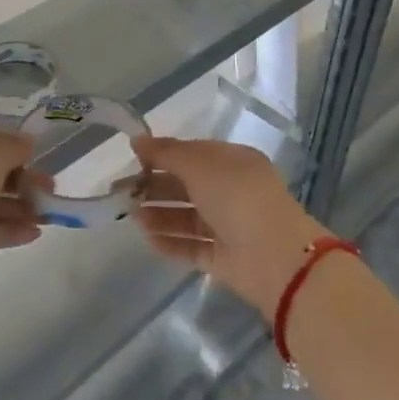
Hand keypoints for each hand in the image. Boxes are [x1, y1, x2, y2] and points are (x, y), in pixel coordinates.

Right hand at [131, 137, 328, 315]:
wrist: (276, 257)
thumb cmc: (238, 198)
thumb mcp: (201, 165)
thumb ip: (167, 153)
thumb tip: (137, 140)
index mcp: (233, 163)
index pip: (193, 154)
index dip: (163, 155)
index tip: (132, 159)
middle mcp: (232, 192)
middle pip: (186, 186)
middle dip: (154, 187)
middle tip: (122, 192)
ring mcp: (229, 227)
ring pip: (187, 218)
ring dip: (158, 215)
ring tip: (131, 216)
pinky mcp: (223, 258)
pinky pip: (191, 247)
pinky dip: (170, 243)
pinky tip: (147, 239)